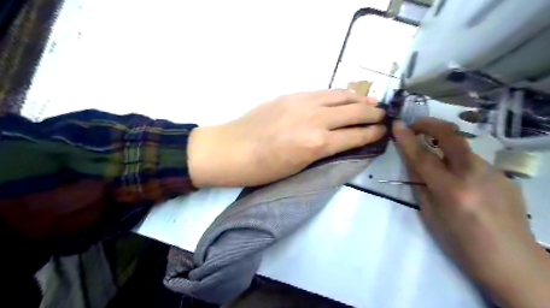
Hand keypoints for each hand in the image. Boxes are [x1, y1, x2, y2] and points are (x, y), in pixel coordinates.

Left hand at [187, 89, 382, 184]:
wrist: (231, 149)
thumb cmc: (263, 168)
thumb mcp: (298, 166)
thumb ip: (322, 150)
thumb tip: (340, 140)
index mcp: (317, 144)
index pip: (355, 135)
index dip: (372, 133)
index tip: (383, 131)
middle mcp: (315, 119)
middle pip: (353, 111)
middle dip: (373, 114)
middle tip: (383, 115)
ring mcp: (303, 102)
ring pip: (340, 96)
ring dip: (359, 99)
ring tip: (371, 102)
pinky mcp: (291, 95)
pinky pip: (323, 92)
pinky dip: (338, 94)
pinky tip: (344, 96)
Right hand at [393, 118, 548, 307]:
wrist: (510, 259)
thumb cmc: (459, 242)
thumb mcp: (430, 214)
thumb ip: (420, 184)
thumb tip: (413, 162)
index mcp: (451, 190)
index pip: (422, 156)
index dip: (406, 139)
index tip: (396, 124)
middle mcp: (474, 175)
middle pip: (451, 136)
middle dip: (430, 124)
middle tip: (416, 126)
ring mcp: (494, 173)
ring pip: (463, 149)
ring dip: (445, 147)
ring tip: (438, 161)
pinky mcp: (505, 176)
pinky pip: (475, 163)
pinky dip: (461, 165)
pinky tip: (463, 182)